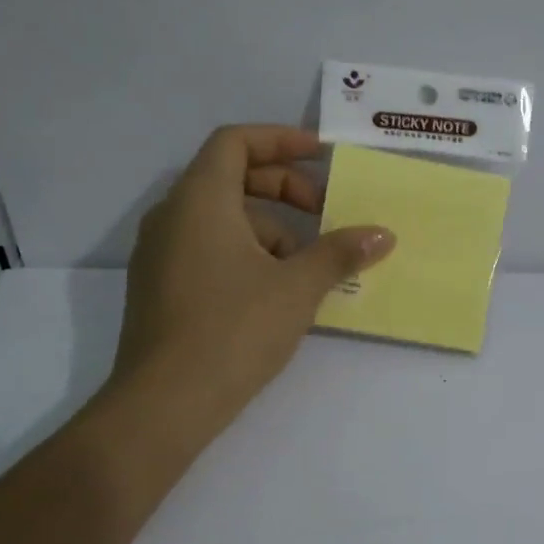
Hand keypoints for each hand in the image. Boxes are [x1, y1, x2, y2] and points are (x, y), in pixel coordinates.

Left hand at [106, 125, 394, 429]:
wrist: (164, 404)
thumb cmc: (233, 330)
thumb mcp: (297, 288)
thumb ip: (340, 253)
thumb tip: (382, 234)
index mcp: (199, 200)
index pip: (235, 142)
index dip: (281, 139)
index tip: (321, 155)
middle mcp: (172, 216)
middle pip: (231, 177)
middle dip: (284, 189)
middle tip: (325, 213)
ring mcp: (161, 253)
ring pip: (223, 218)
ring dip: (271, 229)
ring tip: (307, 268)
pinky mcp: (161, 287)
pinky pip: (209, 248)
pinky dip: (247, 253)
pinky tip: (277, 291)